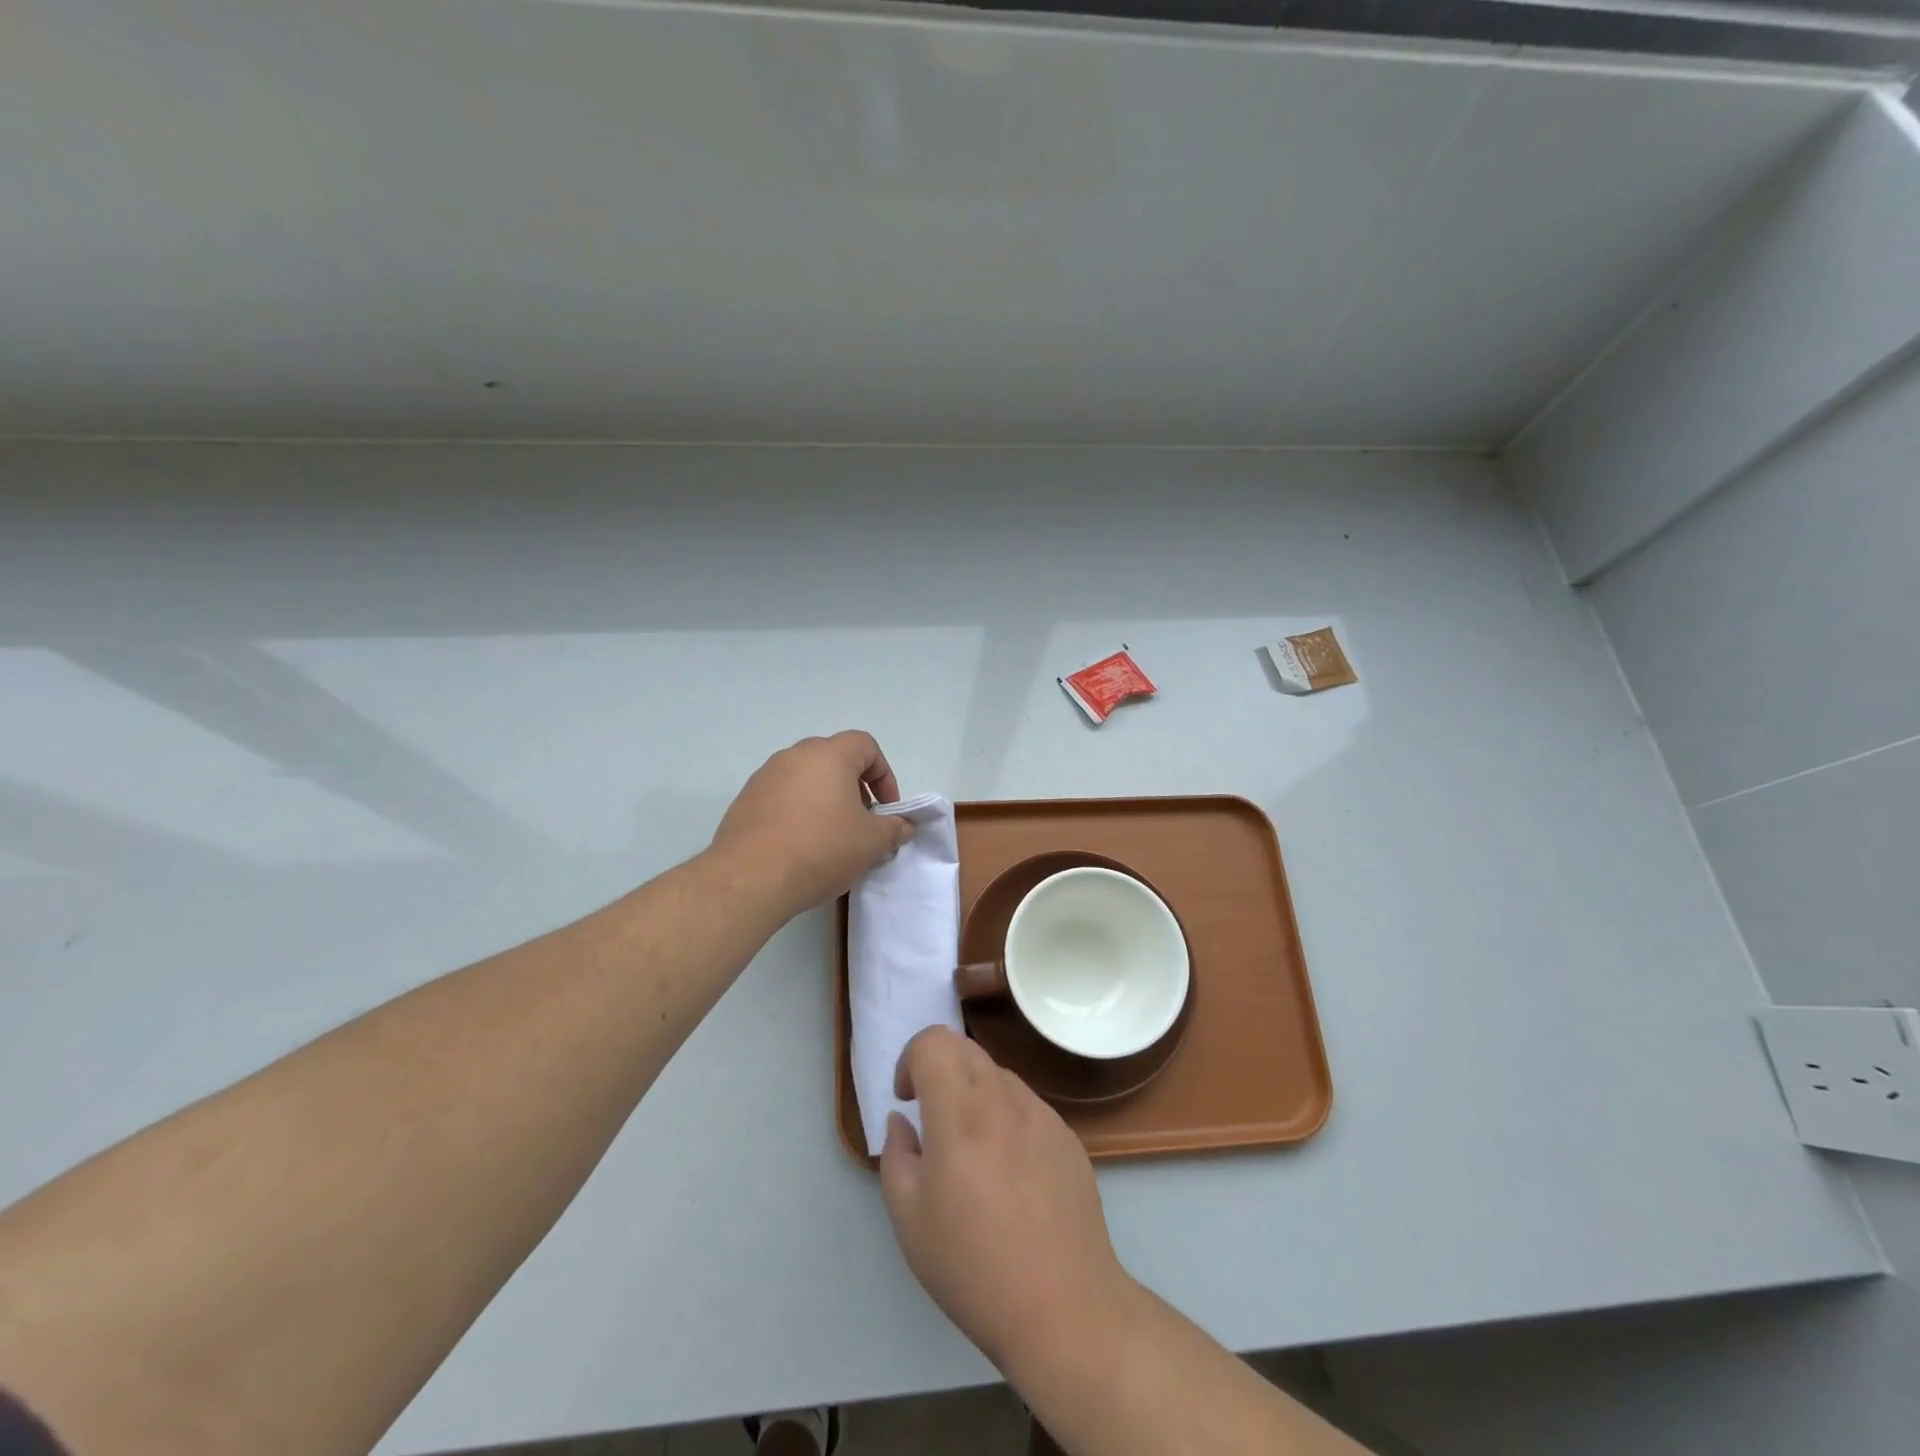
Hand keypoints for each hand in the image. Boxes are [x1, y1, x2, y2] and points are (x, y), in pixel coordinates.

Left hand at [710, 731, 914, 916]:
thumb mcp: (871, 842)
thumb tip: (905, 825)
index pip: (866, 745)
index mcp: (829, 755)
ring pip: (806, 778)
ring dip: (825, 800)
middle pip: (834, 759)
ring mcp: (765, 777)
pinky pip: (782, 797)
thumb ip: (894, 829)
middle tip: (861, 823)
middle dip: (855, 788)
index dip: (884, 775)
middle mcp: (794, 755)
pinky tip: (800, 847)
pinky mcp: (745, 801)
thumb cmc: (820, 849)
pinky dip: (798, 813)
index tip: (886, 809)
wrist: (750, 879)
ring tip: (831, 838)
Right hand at [880, 1027, 1132, 1377]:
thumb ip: (897, 1156)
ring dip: (975, 1093)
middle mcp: (1003, 1099)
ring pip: (998, 1075)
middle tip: (933, 1120)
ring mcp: (1042, 1114)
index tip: (908, 1099)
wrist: (1064, 1306)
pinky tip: (1011, 1174)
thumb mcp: (910, 1220)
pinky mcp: (1067, 1136)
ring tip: (973, 1153)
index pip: (934, 1041)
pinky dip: (1006, 1118)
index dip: (911, 1058)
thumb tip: (903, 1121)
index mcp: (960, 1113)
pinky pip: (1027, 1106)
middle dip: (940, 1070)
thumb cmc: (974, 1267)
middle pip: (966, 1048)